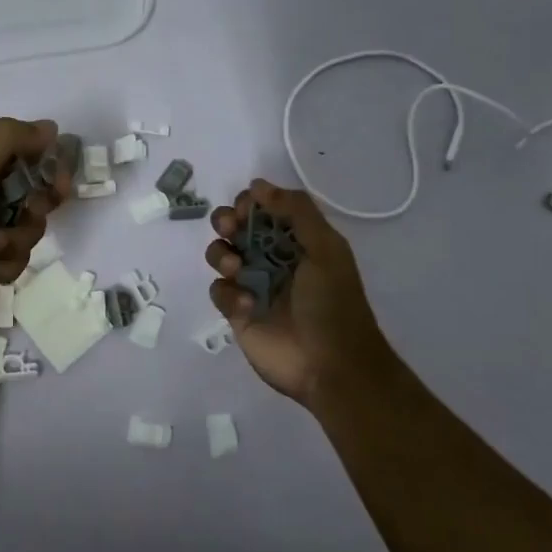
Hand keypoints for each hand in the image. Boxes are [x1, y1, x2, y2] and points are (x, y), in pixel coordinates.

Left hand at [0, 117, 71, 329]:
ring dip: (14, 242)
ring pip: (28, 229)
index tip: (59, 184)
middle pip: (35, 193)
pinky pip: (15, 257)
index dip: (49, 167)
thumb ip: (10, 138)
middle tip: (26, 216)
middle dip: (34, 211)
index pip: (28, 151)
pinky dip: (2, 265)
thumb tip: (49, 127)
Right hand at [205, 179, 395, 407]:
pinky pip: (218, 290)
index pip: (262, 208)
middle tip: (230, 229)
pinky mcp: (237, 313)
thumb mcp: (325, 249)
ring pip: (219, 255)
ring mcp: (252, 285)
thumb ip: (296, 211)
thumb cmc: (333, 304)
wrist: (332, 366)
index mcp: (295, 240)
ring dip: (221, 254)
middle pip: (234, 227)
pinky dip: (228, 293)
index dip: (248, 202)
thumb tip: (257, 184)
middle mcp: (270, 257)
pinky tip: (248, 306)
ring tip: (237, 269)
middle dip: (225, 222)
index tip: (245, 208)